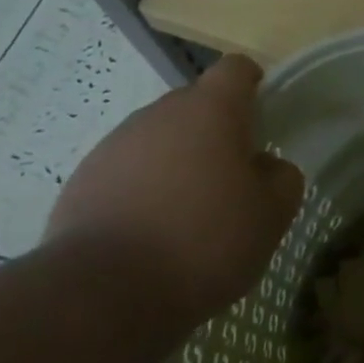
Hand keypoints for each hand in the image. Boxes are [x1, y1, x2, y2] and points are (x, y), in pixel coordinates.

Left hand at [47, 55, 304, 318]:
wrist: (104, 293)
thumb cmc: (204, 242)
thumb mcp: (271, 215)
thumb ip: (281, 178)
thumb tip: (266, 166)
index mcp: (210, 110)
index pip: (236, 69)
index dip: (254, 86)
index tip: (264, 121)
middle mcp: (159, 114)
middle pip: (195, 105)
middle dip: (216, 133)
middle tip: (233, 182)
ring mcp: (114, 145)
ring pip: (159, 140)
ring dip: (178, 163)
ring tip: (189, 216)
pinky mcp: (82, 181)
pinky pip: (126, 172)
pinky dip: (143, 191)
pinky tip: (151, 236)